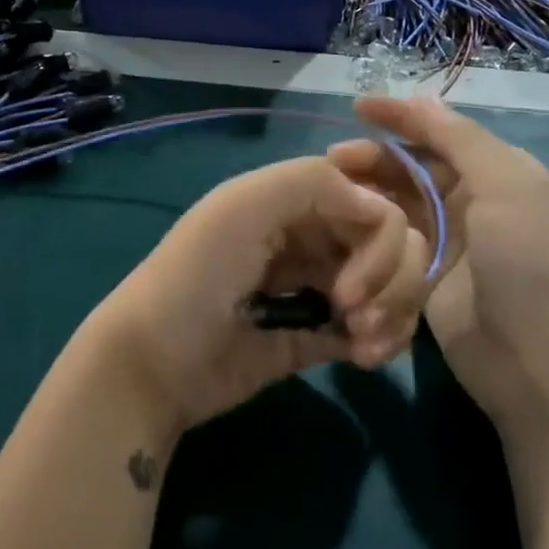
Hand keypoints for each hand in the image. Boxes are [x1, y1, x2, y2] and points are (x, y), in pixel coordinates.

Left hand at [80, 157, 431, 439]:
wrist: (155, 363)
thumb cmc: (196, 276)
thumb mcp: (242, 207)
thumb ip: (314, 184)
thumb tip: (384, 211)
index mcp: (297, 202)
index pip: (374, 202)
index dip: (384, 238)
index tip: (354, 280)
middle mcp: (313, 238)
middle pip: (394, 244)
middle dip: (392, 279)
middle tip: (356, 313)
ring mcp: (319, 288)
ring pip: (392, 286)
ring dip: (394, 311)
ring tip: (364, 345)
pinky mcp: (319, 337)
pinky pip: (376, 327)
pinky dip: (385, 339)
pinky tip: (364, 358)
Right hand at [327, 97, 548, 436]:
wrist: (544, 367)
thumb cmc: (530, 264)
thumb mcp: (508, 186)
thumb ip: (461, 139)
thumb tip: (423, 98)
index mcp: (495, 173)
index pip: (439, 133)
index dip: (399, 117)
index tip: (356, 107)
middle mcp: (470, 202)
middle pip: (409, 170)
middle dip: (372, 162)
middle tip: (330, 165)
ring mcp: (446, 245)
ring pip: (394, 208)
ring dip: (365, 199)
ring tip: (329, 198)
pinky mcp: (424, 282)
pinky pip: (390, 249)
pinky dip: (367, 239)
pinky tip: (339, 233)